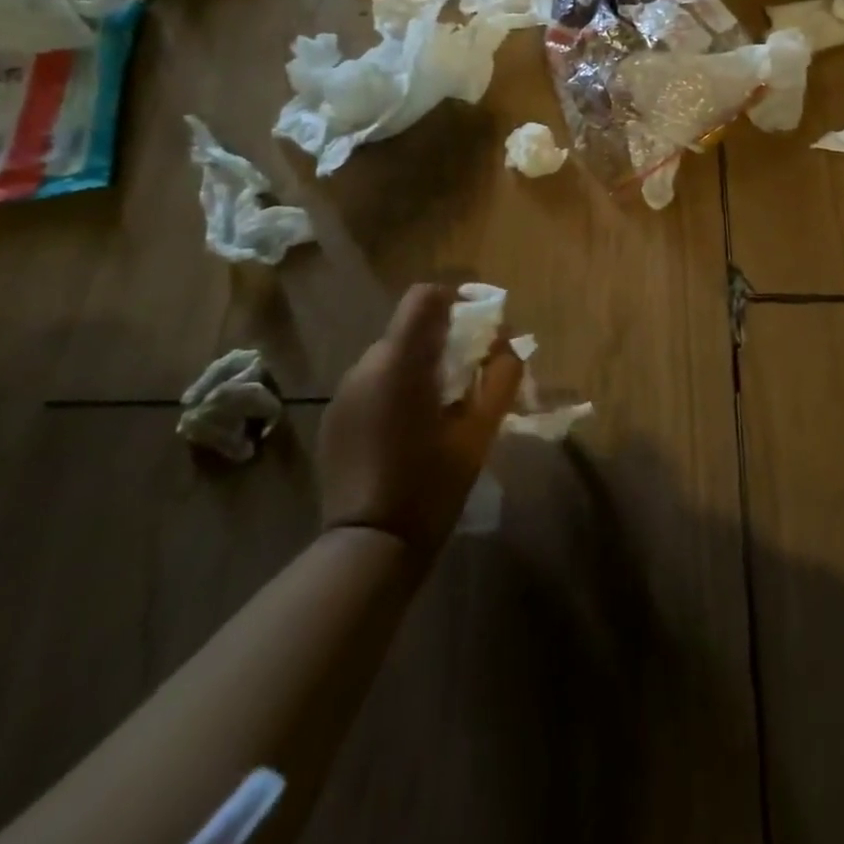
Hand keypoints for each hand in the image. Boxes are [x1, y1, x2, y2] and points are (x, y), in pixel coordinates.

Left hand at [317, 284, 523, 557]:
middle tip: (469, 376)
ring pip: (391, 357)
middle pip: (410, 329)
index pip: (424, 298)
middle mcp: (365, 366)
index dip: (454, 301)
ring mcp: (344, 393)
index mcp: (400, 362)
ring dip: (419, 366)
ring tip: (441, 407)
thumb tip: (509, 346)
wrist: (369, 546)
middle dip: (443, 341)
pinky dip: (396, 389)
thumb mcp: (480, 431)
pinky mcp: (335, 418)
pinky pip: (373, 384)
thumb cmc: (432, 485)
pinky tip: (409, 429)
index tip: (478, 329)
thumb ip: (501, 378)